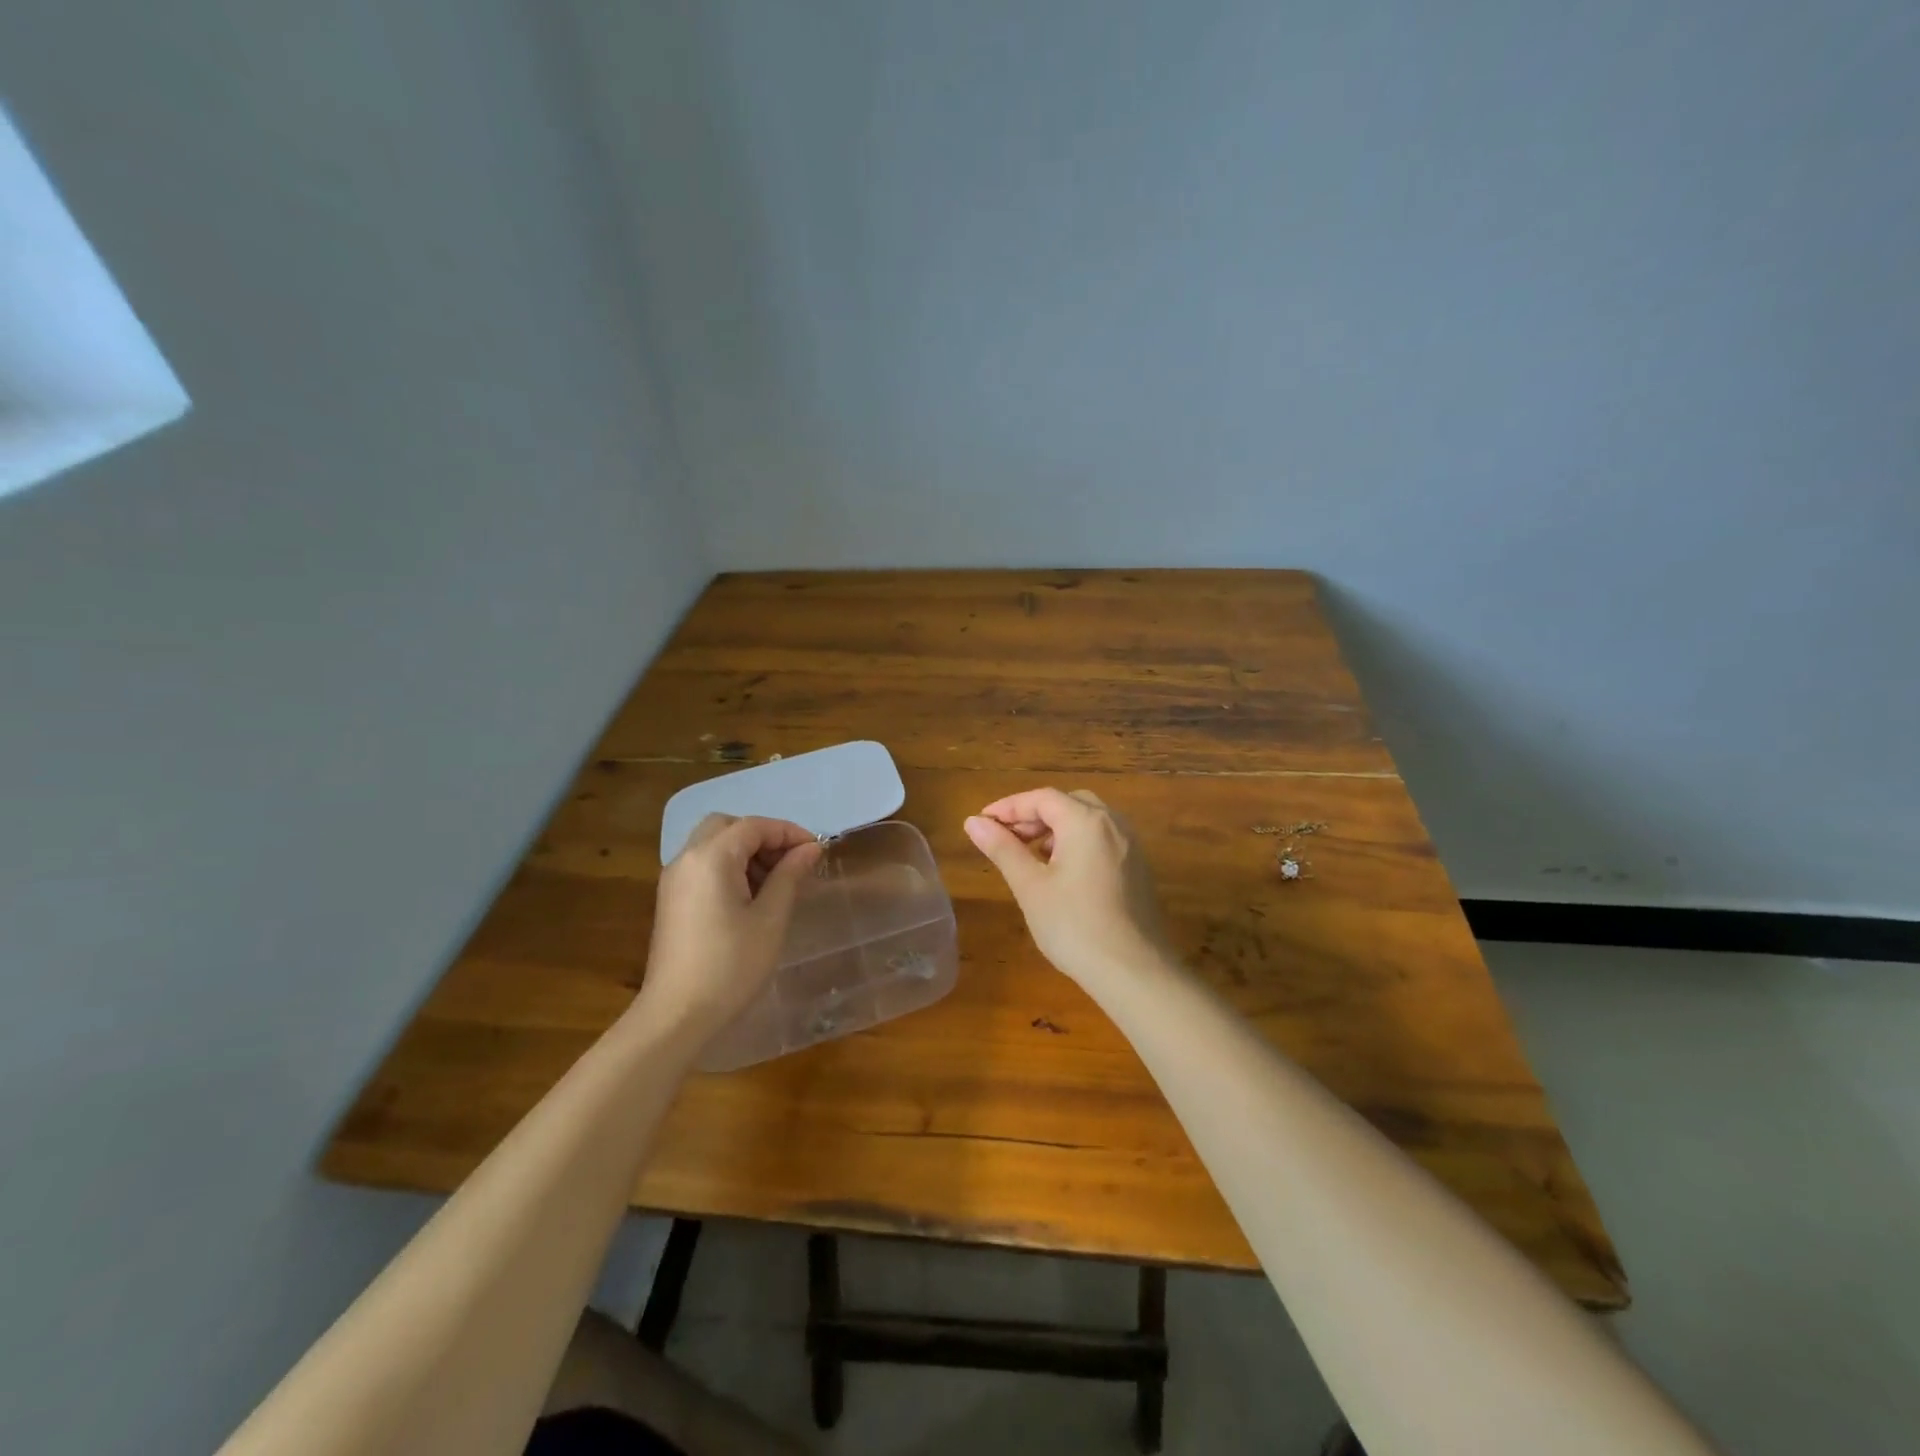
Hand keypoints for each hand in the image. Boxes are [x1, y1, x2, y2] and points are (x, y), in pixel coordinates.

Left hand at [635, 814, 821, 1043]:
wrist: (677, 1016)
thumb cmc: (731, 965)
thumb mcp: (771, 918)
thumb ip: (790, 875)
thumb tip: (810, 848)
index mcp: (711, 857)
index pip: (754, 826)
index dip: (788, 832)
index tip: (816, 850)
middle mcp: (687, 858)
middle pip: (728, 826)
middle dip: (763, 836)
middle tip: (790, 862)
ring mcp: (674, 879)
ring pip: (713, 844)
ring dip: (745, 851)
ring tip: (775, 883)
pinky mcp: (671, 900)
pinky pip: (703, 866)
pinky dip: (728, 867)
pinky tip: (749, 898)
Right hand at [964, 788, 1170, 988]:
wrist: (1135, 972)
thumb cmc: (1074, 926)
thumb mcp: (1030, 886)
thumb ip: (1002, 849)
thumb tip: (973, 822)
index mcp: (1086, 821)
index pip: (1041, 798)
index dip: (1008, 807)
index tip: (981, 822)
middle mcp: (1113, 823)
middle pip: (1067, 803)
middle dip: (1033, 816)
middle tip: (1005, 837)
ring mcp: (1131, 846)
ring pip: (1087, 821)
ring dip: (1055, 828)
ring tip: (1030, 854)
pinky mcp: (1138, 868)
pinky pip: (1102, 840)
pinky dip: (1076, 842)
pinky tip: (1061, 872)